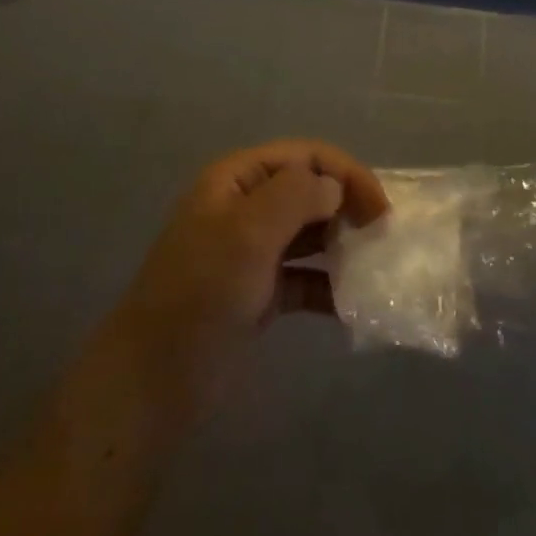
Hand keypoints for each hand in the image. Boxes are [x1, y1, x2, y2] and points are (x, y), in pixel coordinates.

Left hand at [101, 141, 388, 413]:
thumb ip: (297, 196)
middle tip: (382, 237)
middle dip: (348, 206)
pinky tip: (352, 306)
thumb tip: (335, 188)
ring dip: (342, 245)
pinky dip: (329, 286)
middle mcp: (246, 206)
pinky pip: (304, 277)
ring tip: (375, 268)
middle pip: (310, 190)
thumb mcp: (248, 232)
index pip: (305, 156)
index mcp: (237, 179)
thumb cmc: (201, 293)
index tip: (380, 210)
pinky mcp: (258, 292)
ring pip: (310, 234)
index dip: (346, 173)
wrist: (153, 379)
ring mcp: (252, 251)